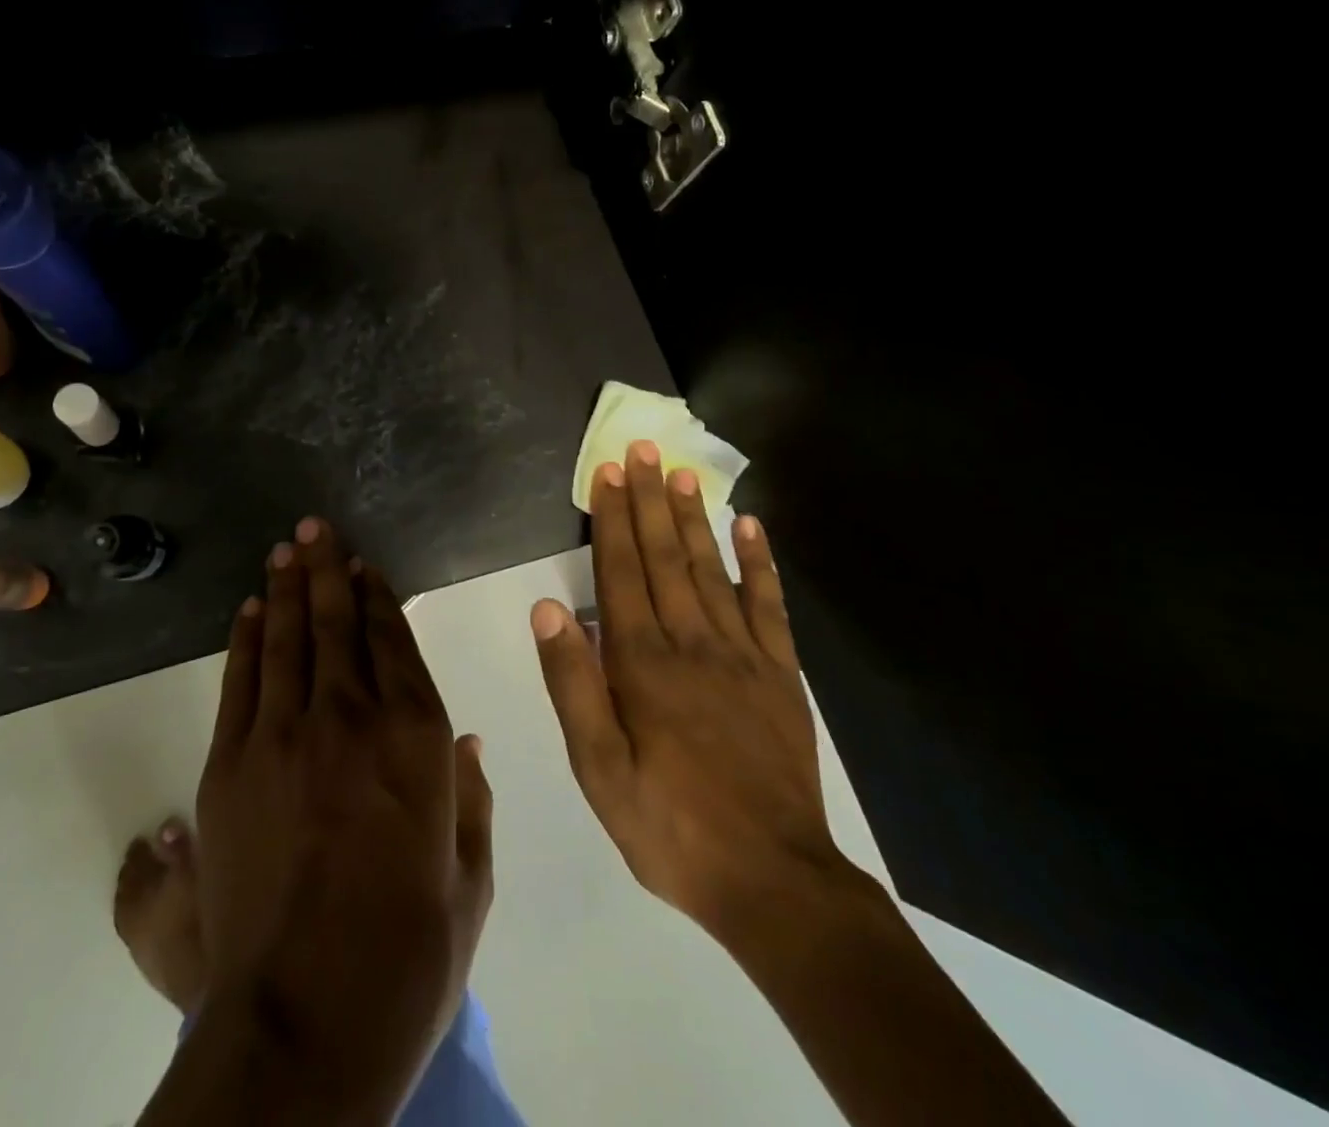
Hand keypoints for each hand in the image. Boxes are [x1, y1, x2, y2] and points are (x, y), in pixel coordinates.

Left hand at [194, 517, 493, 1116]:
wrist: (306, 1021)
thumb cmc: (407, 954)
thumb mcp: (469, 879)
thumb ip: (471, 801)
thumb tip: (465, 741)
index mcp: (418, 738)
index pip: (394, 642)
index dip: (378, 597)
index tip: (366, 566)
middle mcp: (352, 716)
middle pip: (338, 624)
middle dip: (329, 571)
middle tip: (316, 529)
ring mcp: (285, 734)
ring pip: (289, 639)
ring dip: (289, 588)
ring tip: (288, 549)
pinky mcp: (232, 763)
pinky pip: (243, 680)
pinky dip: (249, 639)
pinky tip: (254, 609)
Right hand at [532, 441, 851, 950]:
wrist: (772, 878)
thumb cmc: (669, 825)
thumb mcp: (598, 769)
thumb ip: (572, 684)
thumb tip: (548, 608)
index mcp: (642, 663)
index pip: (620, 572)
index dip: (612, 519)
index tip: (608, 472)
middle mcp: (691, 642)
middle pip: (665, 556)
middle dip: (650, 500)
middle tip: (643, 449)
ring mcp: (742, 654)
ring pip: (711, 569)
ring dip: (694, 517)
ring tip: (683, 472)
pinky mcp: (780, 674)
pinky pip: (769, 605)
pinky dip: (760, 562)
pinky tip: (750, 526)